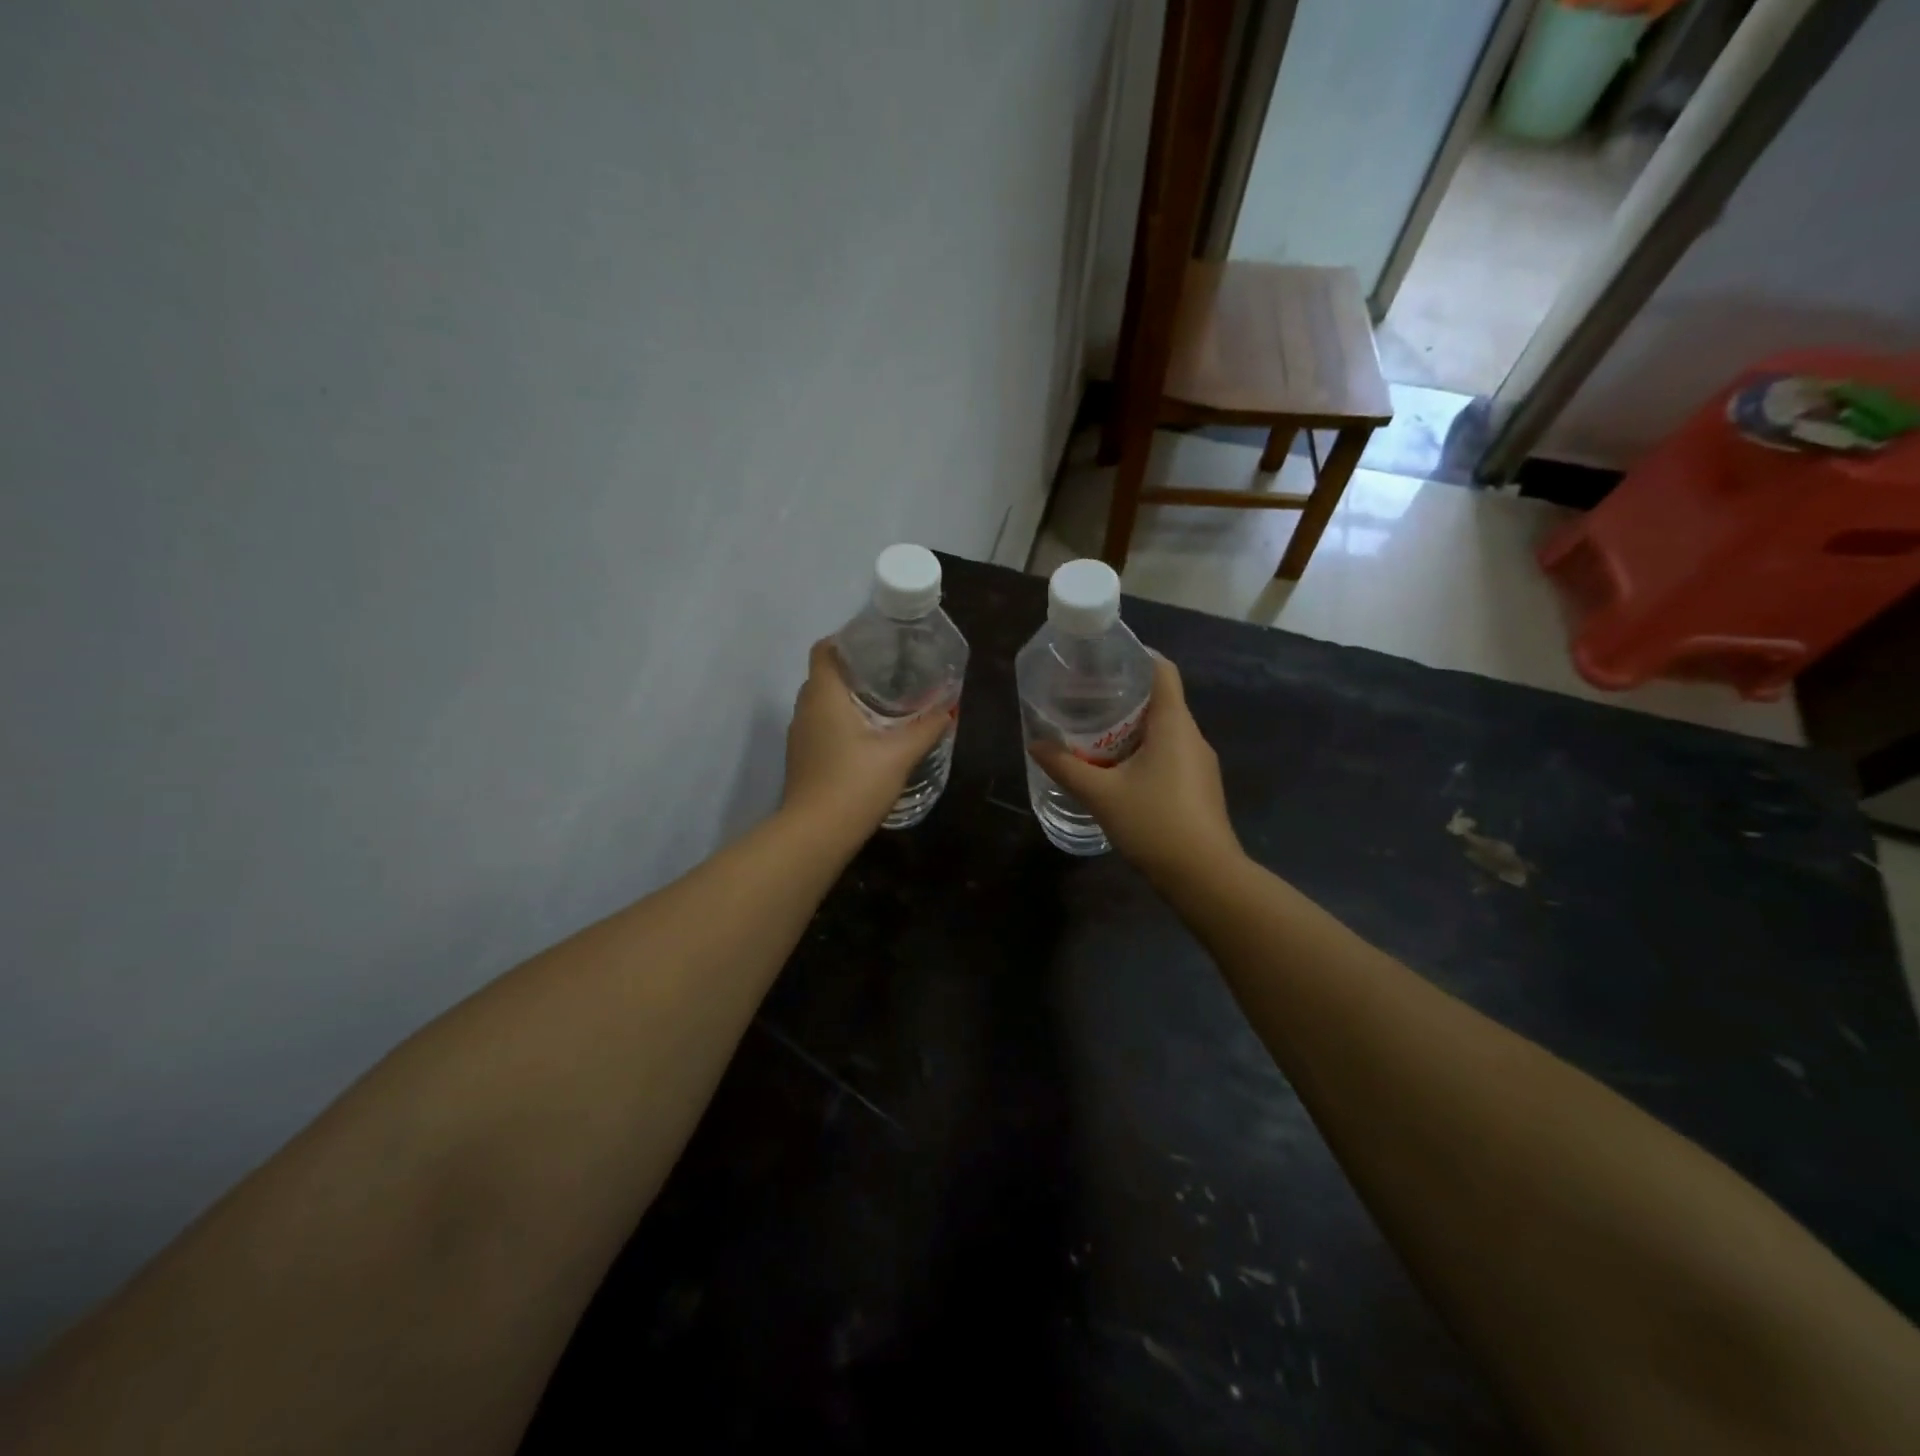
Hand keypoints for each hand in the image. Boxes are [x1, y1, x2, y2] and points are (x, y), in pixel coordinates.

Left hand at [782, 640, 953, 838]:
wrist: (816, 834)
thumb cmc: (856, 783)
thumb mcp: (900, 754)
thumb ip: (926, 727)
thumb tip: (949, 707)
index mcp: (823, 695)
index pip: (825, 650)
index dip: (847, 640)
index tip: (877, 644)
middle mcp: (805, 709)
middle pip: (825, 675)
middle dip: (854, 669)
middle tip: (891, 672)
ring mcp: (800, 736)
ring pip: (822, 703)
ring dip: (847, 698)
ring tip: (884, 702)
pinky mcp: (802, 758)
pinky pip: (821, 726)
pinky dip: (841, 722)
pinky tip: (868, 737)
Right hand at [1029, 654, 1240, 883]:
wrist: (1204, 876)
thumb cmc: (1154, 823)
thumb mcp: (1101, 794)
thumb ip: (1066, 767)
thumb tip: (1035, 744)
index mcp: (1174, 724)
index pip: (1163, 671)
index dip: (1137, 658)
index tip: (1106, 660)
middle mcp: (1192, 736)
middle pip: (1161, 701)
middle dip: (1124, 698)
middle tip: (1086, 700)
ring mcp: (1200, 764)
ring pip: (1165, 732)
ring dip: (1133, 730)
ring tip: (1095, 735)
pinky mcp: (1200, 788)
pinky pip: (1170, 756)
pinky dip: (1145, 753)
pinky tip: (1119, 772)